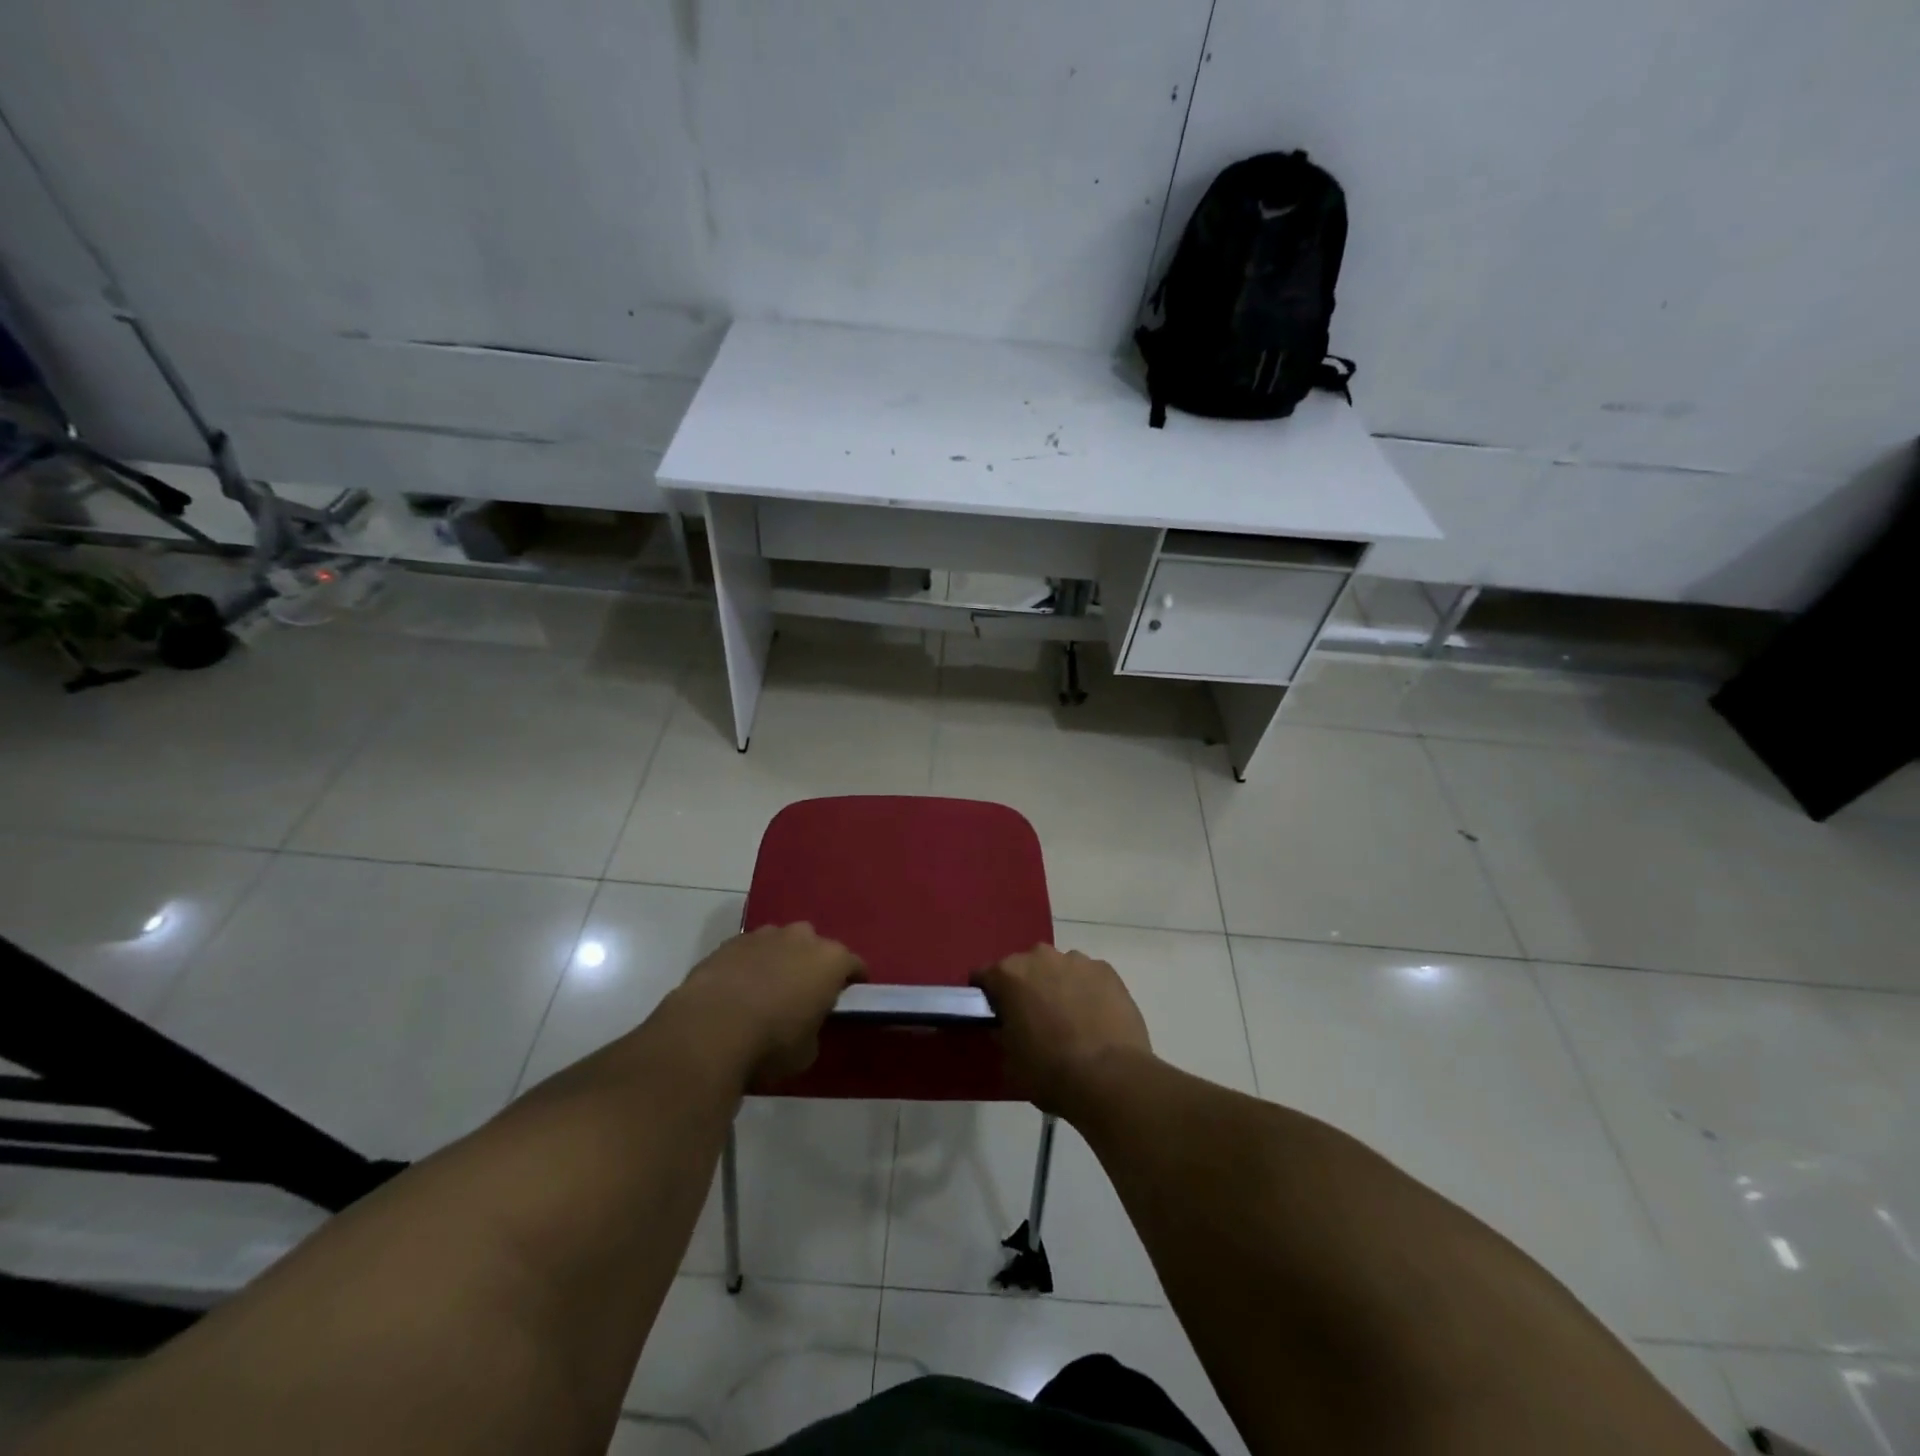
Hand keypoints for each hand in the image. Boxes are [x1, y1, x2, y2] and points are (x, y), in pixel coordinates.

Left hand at [669, 924, 865, 1088]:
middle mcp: (802, 938)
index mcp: (830, 960)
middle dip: (813, 965)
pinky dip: (750, 964)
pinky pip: (750, 951)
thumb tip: (806, 1024)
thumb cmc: (771, 1043)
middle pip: (816, 947)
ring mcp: (764, 935)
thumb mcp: (807, 1051)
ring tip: (768, 990)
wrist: (709, 1029)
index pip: (854, 965)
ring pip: (781, 943)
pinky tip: (739, 989)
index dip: (853, 982)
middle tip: (804, 994)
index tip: (847, 998)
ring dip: (780, 960)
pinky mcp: (730, 941)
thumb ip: (815, 1028)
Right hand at [973, 944, 1152, 1117]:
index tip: (995, 1016)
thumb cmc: (1049, 1071)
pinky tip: (1094, 1019)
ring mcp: (1077, 960)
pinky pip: (1087, 977)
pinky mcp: (1107, 971)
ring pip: (1058, 969)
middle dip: (1025, 988)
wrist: (1110, 1078)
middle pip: (1024, 968)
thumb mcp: (1010, 1059)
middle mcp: (1040, 956)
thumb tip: (1006, 1024)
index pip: (984, 976)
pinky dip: (1086, 991)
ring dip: (1057, 986)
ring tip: (1069, 1020)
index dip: (987, 997)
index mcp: (1009, 974)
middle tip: (1033, 1019)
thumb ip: (1002, 1032)